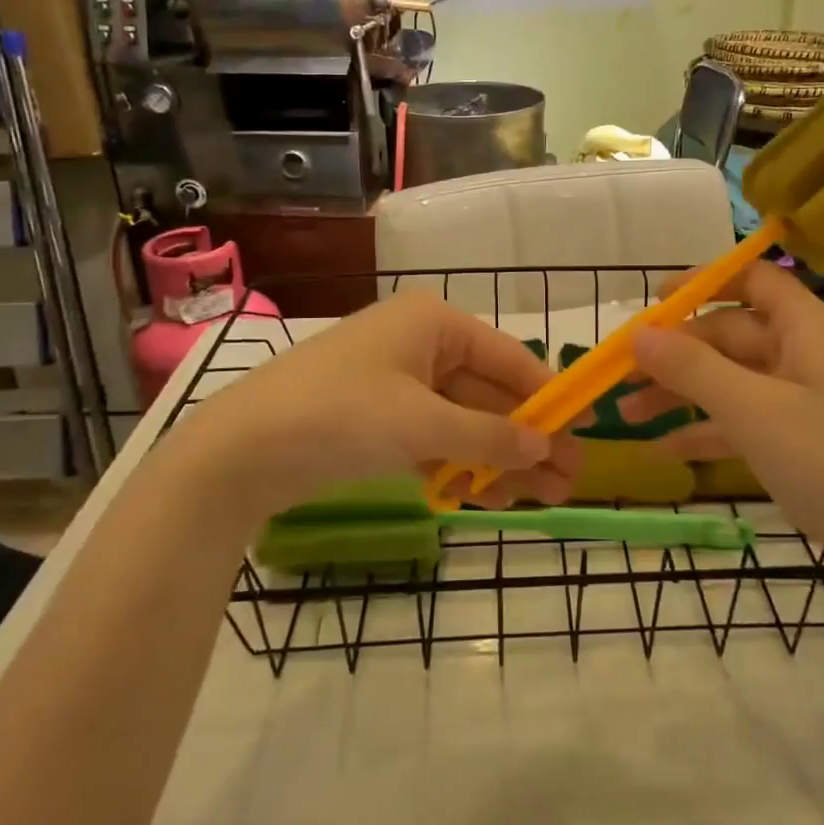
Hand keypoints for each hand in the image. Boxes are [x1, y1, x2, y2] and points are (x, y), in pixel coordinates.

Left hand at [157, 292, 581, 520]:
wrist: (237, 452)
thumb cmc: (339, 416)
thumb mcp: (422, 424)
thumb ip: (489, 435)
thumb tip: (545, 445)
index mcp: (434, 323)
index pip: (510, 358)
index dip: (549, 395)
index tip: (585, 430)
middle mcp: (420, 344)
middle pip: (489, 394)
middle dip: (527, 439)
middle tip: (569, 481)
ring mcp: (398, 383)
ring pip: (464, 421)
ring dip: (498, 459)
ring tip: (541, 500)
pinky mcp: (378, 420)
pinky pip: (433, 438)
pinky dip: (458, 465)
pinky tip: (484, 498)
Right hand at [624, 261, 823, 590]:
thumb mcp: (755, 411)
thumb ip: (693, 368)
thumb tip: (639, 333)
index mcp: (805, 328)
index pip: (752, 279)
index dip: (702, 282)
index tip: (653, 302)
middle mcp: (805, 353)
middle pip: (730, 334)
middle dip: (674, 353)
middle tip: (621, 377)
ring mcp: (806, 399)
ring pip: (732, 380)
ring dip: (682, 393)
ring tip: (628, 415)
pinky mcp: (804, 440)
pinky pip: (746, 420)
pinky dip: (708, 429)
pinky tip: (667, 448)